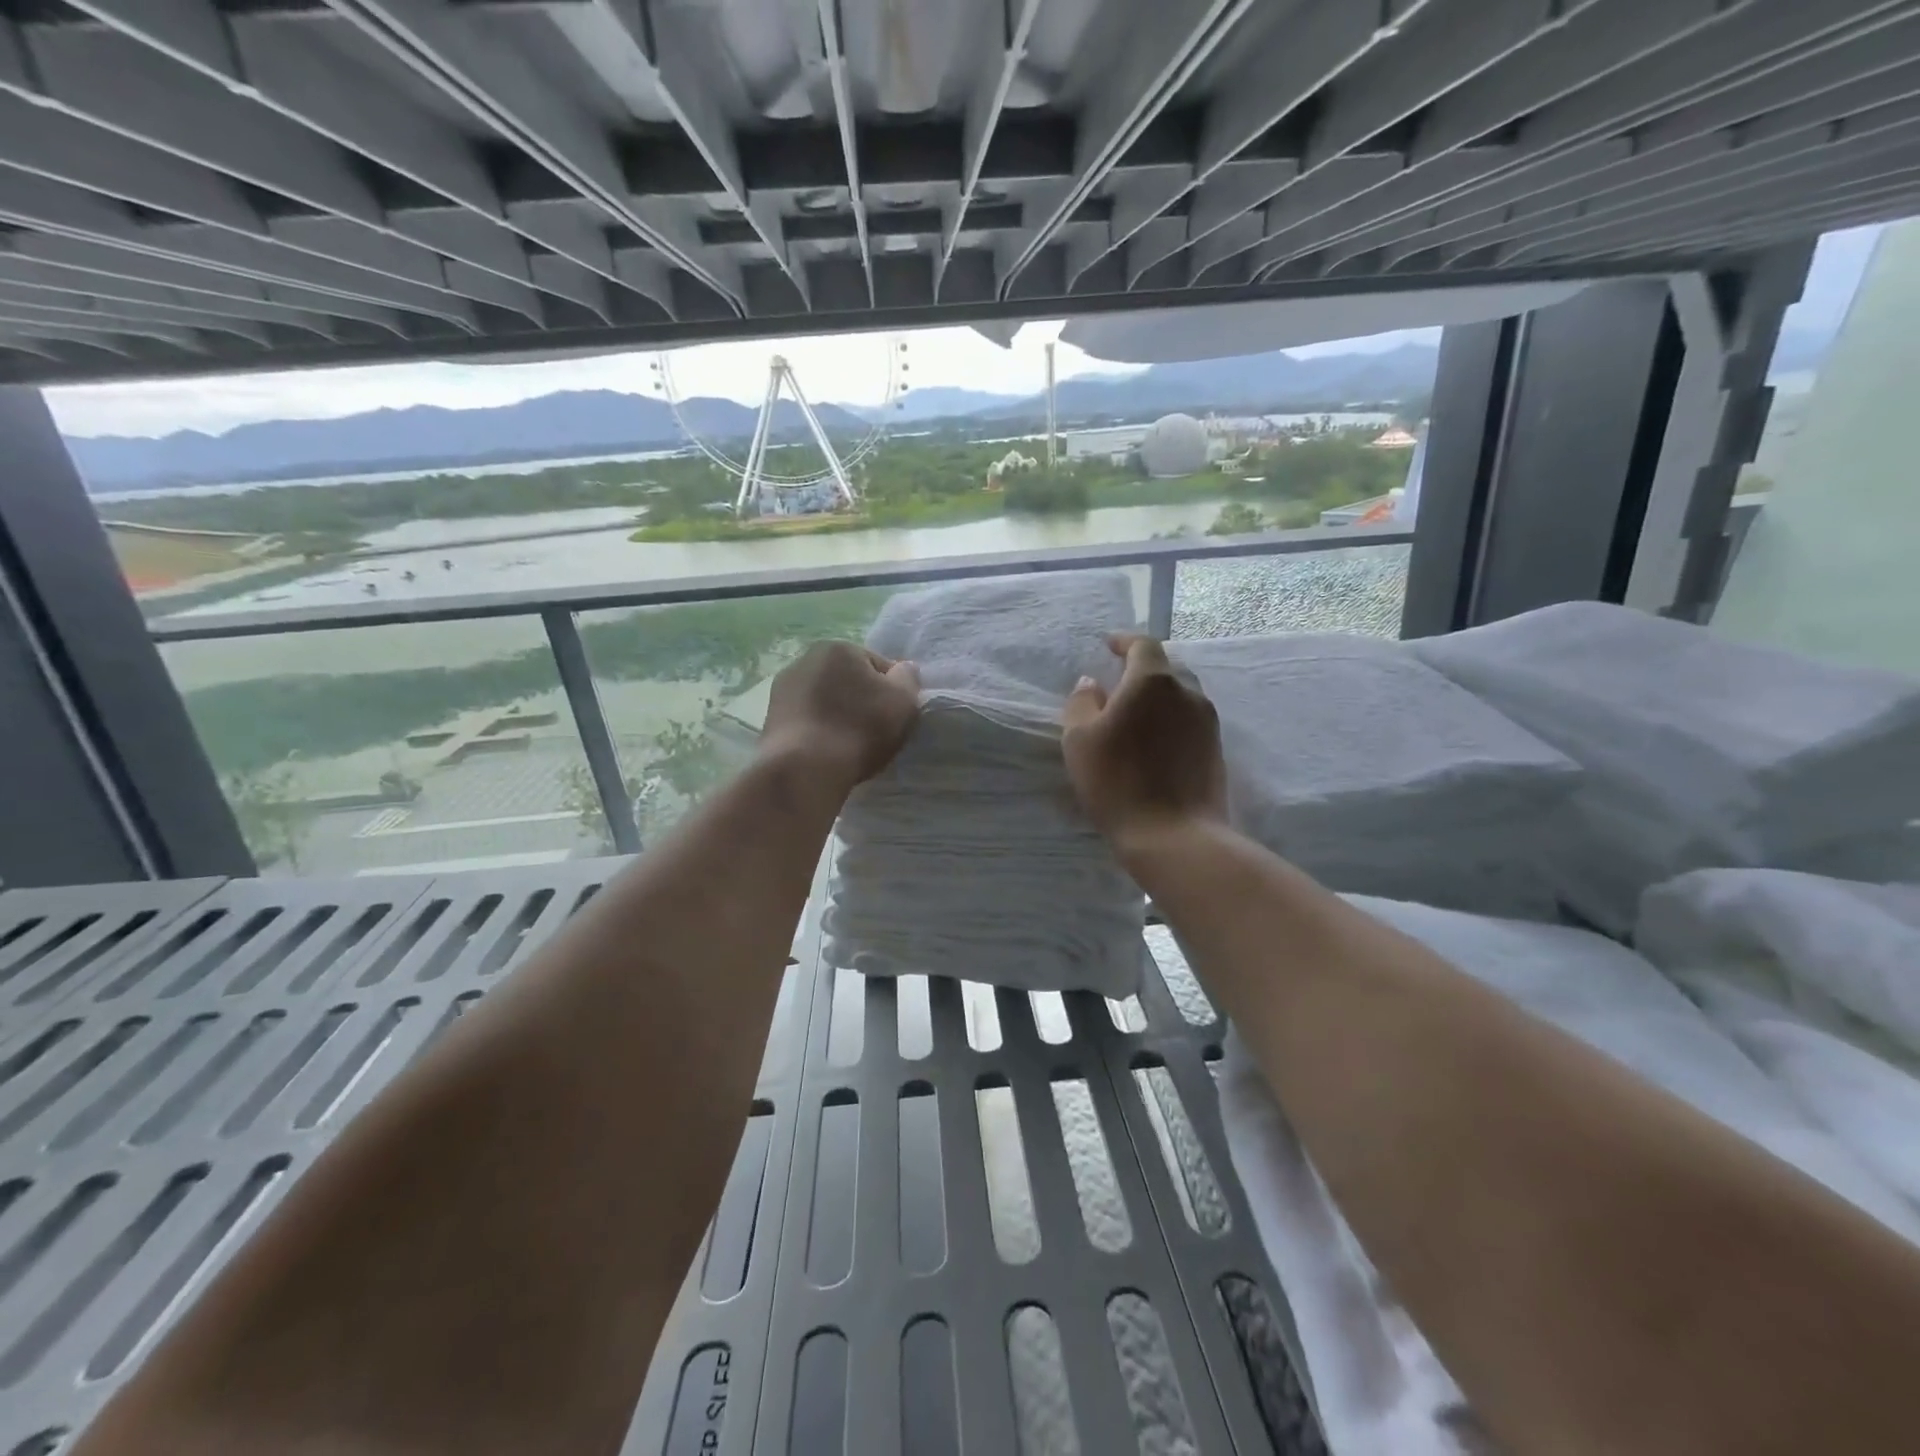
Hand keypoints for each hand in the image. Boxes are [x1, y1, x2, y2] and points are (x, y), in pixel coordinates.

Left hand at [760, 640, 920, 790]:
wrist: (803, 769)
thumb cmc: (859, 729)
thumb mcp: (903, 701)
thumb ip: (908, 678)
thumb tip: (903, 669)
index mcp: (838, 648)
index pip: (878, 666)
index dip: (892, 692)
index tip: (894, 718)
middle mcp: (805, 659)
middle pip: (848, 681)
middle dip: (861, 701)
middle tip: (873, 733)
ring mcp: (782, 689)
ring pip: (825, 701)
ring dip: (837, 716)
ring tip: (848, 746)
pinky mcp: (769, 718)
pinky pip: (807, 721)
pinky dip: (818, 732)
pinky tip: (826, 753)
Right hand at [1062, 633, 1227, 856]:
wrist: (1173, 836)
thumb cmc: (1118, 782)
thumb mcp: (1079, 740)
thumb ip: (1081, 703)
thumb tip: (1090, 684)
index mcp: (1153, 682)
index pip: (1143, 645)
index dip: (1124, 642)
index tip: (1108, 646)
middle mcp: (1188, 693)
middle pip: (1166, 668)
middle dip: (1142, 671)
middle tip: (1118, 686)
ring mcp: (1207, 722)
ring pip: (1181, 696)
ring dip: (1158, 698)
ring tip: (1136, 717)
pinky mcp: (1216, 750)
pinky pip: (1190, 722)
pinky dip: (1171, 722)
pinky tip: (1154, 744)